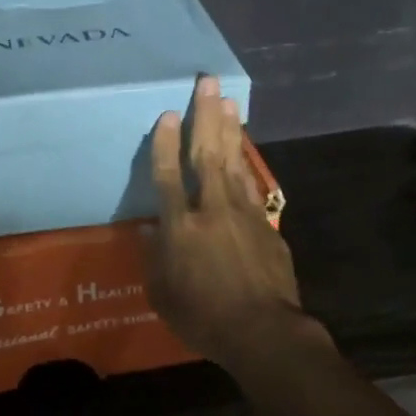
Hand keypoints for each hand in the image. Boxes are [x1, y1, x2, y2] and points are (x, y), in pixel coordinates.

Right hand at [142, 76, 321, 374]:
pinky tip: (243, 147)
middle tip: (207, 82)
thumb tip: (150, 229)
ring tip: (228, 101)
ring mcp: (243, 214)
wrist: (263, 332)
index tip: (168, 113)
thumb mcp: (162, 295)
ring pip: (233, 162)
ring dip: (229, 129)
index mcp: (180, 228)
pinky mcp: (266, 224)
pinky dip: (246, 162)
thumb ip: (154, 258)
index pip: (168, 176)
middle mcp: (211, 210)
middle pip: (206, 155)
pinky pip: (251, 184)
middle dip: (205, 116)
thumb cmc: (203, 318)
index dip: (165, 143)